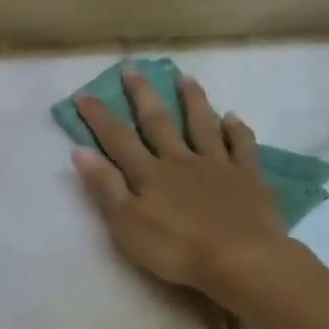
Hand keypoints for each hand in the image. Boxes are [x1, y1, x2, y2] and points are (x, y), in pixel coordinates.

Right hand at [72, 68, 290, 301]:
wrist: (241, 259)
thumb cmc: (176, 248)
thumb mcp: (127, 224)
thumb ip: (105, 187)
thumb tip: (80, 151)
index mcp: (149, 174)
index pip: (118, 139)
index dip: (99, 116)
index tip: (84, 93)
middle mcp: (181, 161)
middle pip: (158, 123)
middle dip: (143, 96)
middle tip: (133, 69)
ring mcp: (217, 166)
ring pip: (202, 125)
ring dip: (193, 101)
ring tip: (186, 78)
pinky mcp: (248, 178)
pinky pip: (242, 147)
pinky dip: (237, 130)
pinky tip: (234, 118)